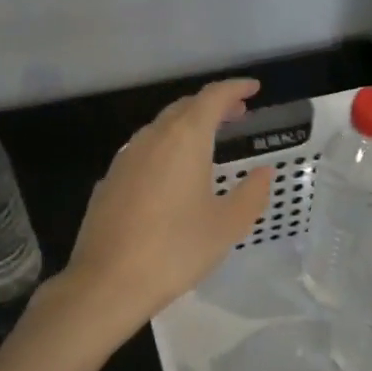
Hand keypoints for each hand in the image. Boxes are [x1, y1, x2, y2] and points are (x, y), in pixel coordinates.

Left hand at [54, 80, 272, 344]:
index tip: (253, 88)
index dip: (235, 88)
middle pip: (185, 107)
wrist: (107, 282)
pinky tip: (172, 173)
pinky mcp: (109, 180)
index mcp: (185, 139)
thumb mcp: (227, 226)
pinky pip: (143, 150)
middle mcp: (152, 138)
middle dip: (212, 105)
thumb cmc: (175, 250)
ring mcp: (125, 158)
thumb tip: (264, 173)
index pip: (212, 97)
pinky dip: (165, 147)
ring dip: (187, 125)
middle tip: (237, 114)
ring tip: (208, 140)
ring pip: (160, 127)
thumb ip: (251, 194)